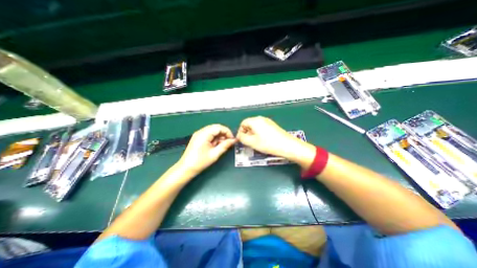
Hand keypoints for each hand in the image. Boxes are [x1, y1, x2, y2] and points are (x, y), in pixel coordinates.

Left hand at [176, 123, 235, 173]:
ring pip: (213, 131)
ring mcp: (199, 134)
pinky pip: (209, 134)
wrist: (186, 168)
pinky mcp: (198, 138)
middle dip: (224, 134)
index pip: (219, 127)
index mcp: (204, 134)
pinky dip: (215, 138)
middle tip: (228, 142)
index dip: (227, 132)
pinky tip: (216, 145)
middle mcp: (201, 131)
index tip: (232, 139)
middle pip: (216, 128)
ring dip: (219, 136)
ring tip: (222, 145)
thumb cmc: (200, 162)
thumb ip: (225, 145)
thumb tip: (234, 140)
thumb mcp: (215, 154)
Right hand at [236, 116, 315, 165]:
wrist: (287, 145)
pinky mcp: (273, 126)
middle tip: (248, 142)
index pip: (243, 123)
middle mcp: (261, 119)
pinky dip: (260, 133)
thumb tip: (239, 135)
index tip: (242, 139)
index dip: (241, 131)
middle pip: (250, 124)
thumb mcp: (251, 142)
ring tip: (256, 142)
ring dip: (253, 134)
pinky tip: (263, 141)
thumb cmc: (268, 143)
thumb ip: (242, 138)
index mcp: (255, 121)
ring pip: (256, 126)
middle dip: (247, 133)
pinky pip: (262, 128)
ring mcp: (268, 121)